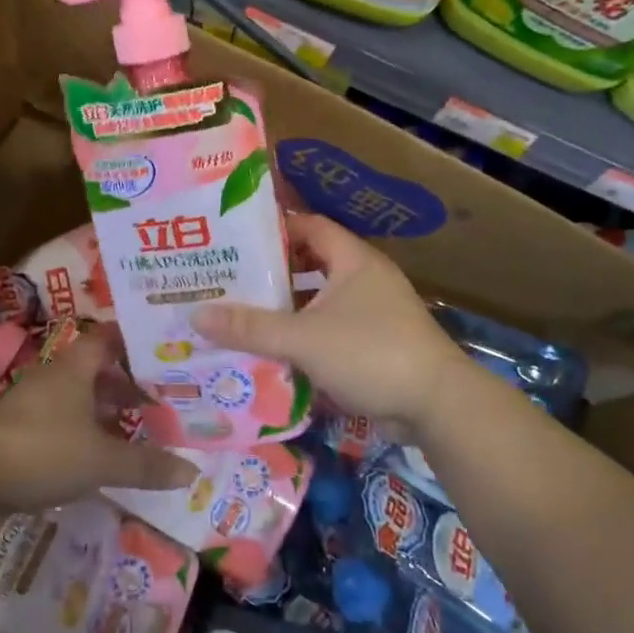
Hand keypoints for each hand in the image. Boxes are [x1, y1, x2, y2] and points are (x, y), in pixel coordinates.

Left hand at [0, 331, 194, 514]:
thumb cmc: (43, 450)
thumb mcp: (102, 460)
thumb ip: (145, 465)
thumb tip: (193, 472)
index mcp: (74, 368)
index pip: (108, 339)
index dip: (133, 342)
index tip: (162, 350)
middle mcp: (53, 377)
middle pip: (94, 369)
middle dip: (125, 381)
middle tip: (159, 396)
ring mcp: (32, 404)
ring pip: (77, 397)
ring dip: (103, 409)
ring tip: (135, 426)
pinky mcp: (19, 432)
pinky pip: (61, 422)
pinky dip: (83, 431)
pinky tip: (98, 454)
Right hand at [192, 213, 476, 438]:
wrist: (438, 406)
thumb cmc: (372, 353)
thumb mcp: (304, 338)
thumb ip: (251, 327)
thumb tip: (196, 314)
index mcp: (353, 260)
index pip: (308, 226)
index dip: (273, 227)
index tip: (234, 235)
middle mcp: (364, 279)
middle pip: (310, 265)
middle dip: (271, 272)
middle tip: (226, 277)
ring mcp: (372, 314)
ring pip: (318, 302)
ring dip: (285, 309)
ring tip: (239, 313)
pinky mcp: (374, 346)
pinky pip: (329, 332)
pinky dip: (303, 338)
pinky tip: (270, 351)